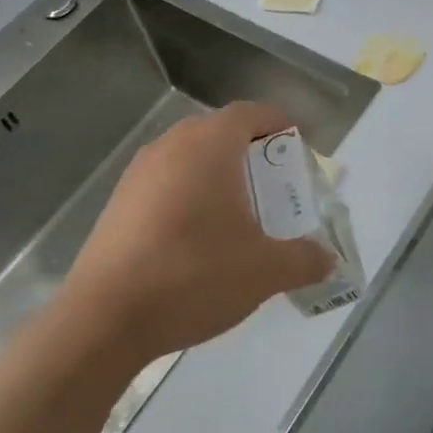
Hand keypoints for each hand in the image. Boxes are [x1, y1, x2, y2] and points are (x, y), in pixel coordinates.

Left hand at [61, 102, 333, 362]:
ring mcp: (138, 174)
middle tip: (272, 182)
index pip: (250, 113)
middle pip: (218, 131)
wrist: (104, 320)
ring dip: (216, 173)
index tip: (296, 145)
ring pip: (187, 157)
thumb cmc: (194, 276)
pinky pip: (164, 183)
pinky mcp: (117, 204)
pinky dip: (188, 194)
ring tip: (238, 211)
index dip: (277, 123)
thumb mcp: (264, 271)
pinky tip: (197, 237)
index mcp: (209, 146)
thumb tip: (328, 260)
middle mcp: (171, 147)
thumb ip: (304, 260)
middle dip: (249, 150)